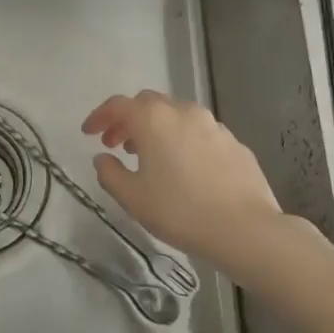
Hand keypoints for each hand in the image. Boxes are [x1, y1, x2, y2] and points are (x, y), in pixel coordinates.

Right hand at [81, 90, 283, 266]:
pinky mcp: (234, 141)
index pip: (117, 105)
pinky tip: (184, 167)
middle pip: (147, 104)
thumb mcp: (132, 198)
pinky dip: (183, 140)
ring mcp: (212, 124)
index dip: (99, 116)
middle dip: (128, 120)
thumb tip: (103, 158)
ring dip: (157, 129)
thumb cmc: (180, 211)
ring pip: (175, 115)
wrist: (246, 228)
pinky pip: (199, 132)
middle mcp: (182, 111)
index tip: (88, 133)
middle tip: (116, 144)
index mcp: (153, 119)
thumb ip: (109, 174)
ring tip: (150, 156)